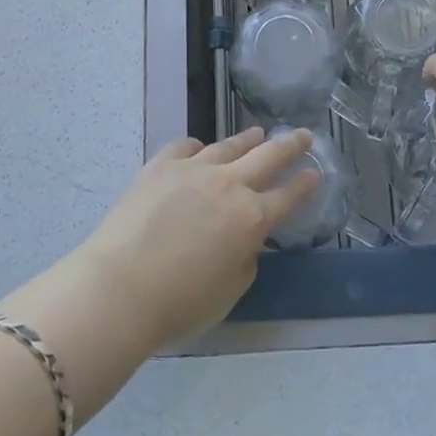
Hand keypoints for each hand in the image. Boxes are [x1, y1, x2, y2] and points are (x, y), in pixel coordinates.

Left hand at [78, 128, 317, 345]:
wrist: (120, 287)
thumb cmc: (179, 303)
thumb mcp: (230, 291)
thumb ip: (246, 258)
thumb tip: (244, 240)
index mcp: (251, 219)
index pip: (288, 197)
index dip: (304, 185)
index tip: (315, 173)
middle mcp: (229, 185)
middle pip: (268, 157)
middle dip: (290, 145)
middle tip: (303, 135)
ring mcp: (194, 169)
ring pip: (228, 146)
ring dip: (247, 139)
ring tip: (258, 132)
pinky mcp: (161, 165)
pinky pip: (186, 147)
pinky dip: (198, 147)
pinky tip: (199, 147)